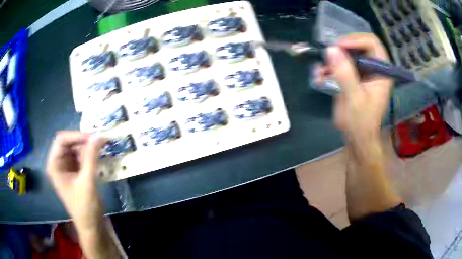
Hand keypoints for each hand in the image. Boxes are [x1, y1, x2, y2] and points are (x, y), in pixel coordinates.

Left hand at [46, 131, 105, 230]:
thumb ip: (92, 157)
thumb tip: (99, 134)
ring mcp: (66, 167)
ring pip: (75, 148)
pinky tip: (98, 155)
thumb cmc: (85, 207)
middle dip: (83, 140)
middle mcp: (58, 163)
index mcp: (54, 165)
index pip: (61, 140)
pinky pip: (81, 157)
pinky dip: (89, 154)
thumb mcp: (87, 181)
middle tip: (99, 141)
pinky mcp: (75, 172)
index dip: (76, 135)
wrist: (91, 226)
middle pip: (68, 142)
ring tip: (101, 146)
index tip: (93, 137)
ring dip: (87, 146)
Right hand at [316, 33, 392, 143]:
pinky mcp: (352, 77)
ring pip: (347, 54)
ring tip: (321, 70)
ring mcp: (362, 72)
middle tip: (328, 54)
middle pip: (358, 45)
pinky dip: (329, 69)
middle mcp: (373, 67)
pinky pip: (340, 65)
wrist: (357, 138)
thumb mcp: (355, 98)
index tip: (340, 46)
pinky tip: (320, 76)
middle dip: (341, 49)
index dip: (356, 40)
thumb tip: (331, 49)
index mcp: (382, 71)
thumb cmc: (362, 122)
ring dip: (332, 59)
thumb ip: (345, 73)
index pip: (373, 43)